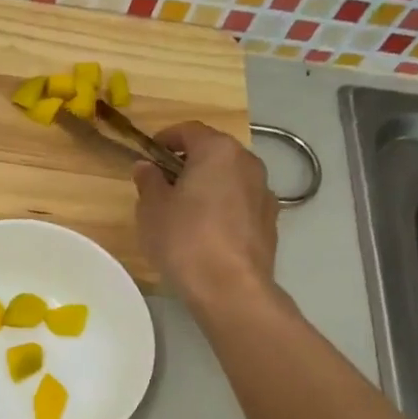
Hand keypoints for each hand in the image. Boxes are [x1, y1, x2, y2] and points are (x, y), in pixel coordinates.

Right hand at [134, 122, 285, 310]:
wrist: (230, 288)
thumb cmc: (184, 240)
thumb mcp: (151, 209)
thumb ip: (148, 181)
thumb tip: (147, 167)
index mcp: (218, 151)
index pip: (189, 131)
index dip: (165, 139)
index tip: (148, 155)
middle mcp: (248, 163)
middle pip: (213, 153)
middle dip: (188, 164)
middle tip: (163, 185)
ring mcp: (264, 192)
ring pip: (230, 179)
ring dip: (208, 187)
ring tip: (185, 212)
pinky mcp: (270, 222)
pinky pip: (240, 204)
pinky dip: (223, 209)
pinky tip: (207, 234)